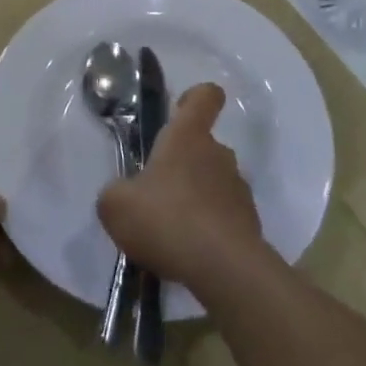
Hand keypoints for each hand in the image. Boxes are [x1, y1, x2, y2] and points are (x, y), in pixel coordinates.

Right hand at [97, 84, 264, 291]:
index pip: (205, 97)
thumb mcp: (115, 205)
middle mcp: (218, 154)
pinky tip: (189, 252)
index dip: (194, 97)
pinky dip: (208, 228)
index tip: (179, 109)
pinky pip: (224, 216)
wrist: (224, 268)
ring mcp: (238, 188)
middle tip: (156, 194)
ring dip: (195, 198)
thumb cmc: (166, 220)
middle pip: (203, 146)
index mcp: (187, 137)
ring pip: (213, 182)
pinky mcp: (250, 222)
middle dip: (182, 165)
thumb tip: (124, 195)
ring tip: (171, 231)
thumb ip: (115, 193)